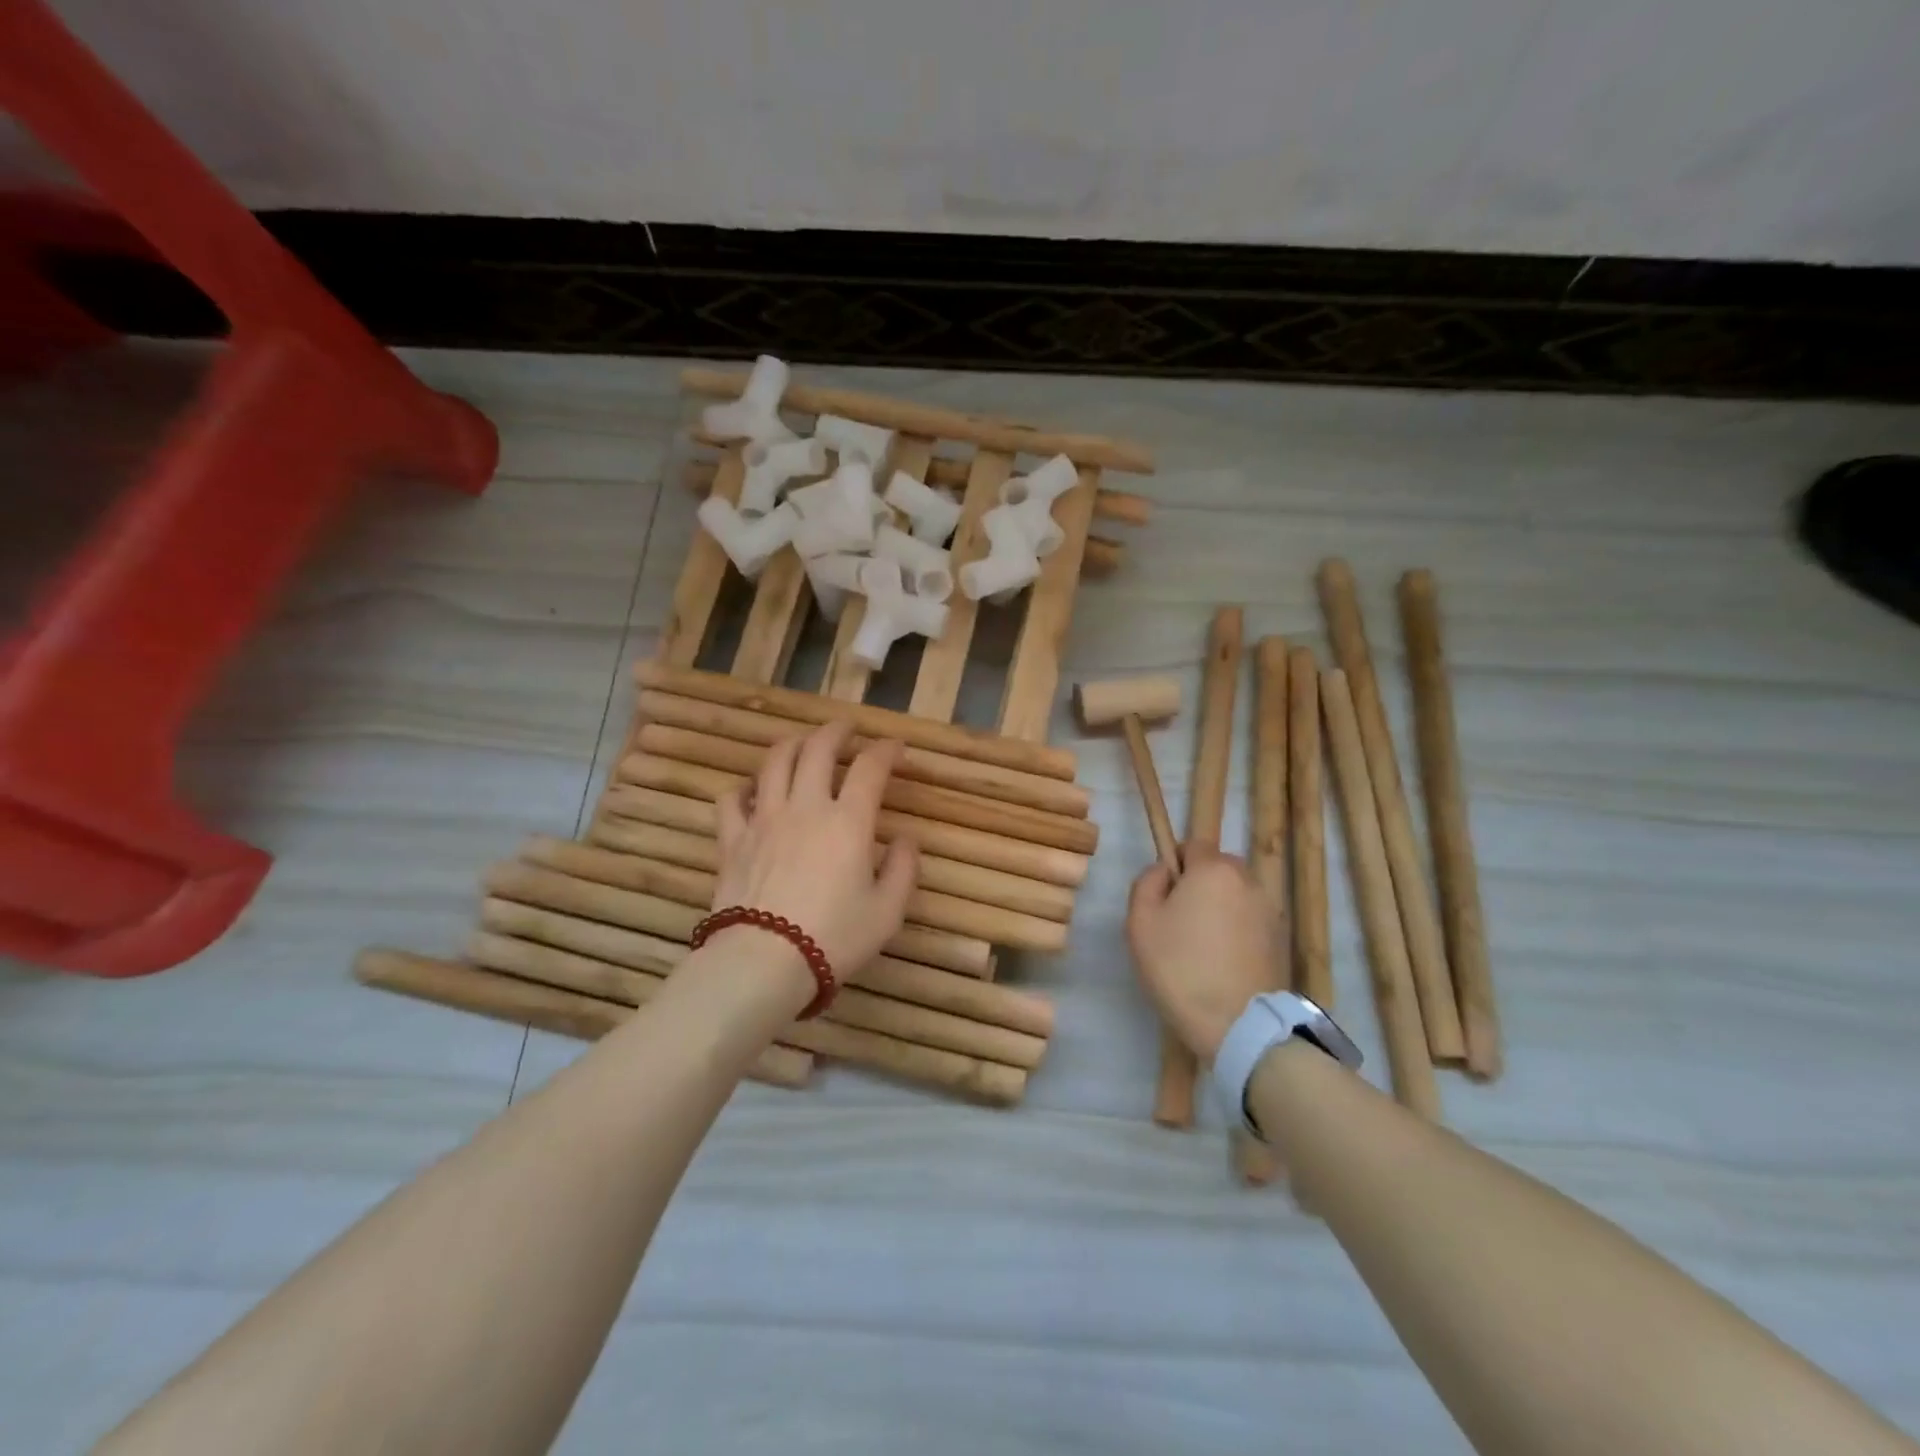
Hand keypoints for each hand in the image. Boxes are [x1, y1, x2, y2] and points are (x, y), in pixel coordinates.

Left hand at [713, 720, 917, 984]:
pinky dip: (744, 788)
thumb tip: (905, 840)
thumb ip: (902, 870)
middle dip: (836, 731)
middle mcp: (805, 807)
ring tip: (802, 744)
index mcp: (848, 821)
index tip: (896, 747)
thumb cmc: (834, 938)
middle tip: (846, 729)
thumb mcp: (887, 912)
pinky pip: (731, 799)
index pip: (870, 767)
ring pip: (774, 762)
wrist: (762, 963)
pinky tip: (752, 791)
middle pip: (817, 749)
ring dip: (792, 744)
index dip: (886, 749)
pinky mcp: (732, 840)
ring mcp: (763, 819)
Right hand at [1127, 843, 1285, 1061]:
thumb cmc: (1180, 968)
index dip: (1175, 864)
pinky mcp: (1281, 939)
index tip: (1163, 896)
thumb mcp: (1140, 922)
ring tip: (1202, 945)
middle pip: (1217, 868)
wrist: (1238, 1024)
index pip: (1193, 845)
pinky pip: (1249, 920)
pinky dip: (1236, 930)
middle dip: (1198, 884)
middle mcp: (1248, 881)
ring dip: (1219, 907)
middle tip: (1178, 922)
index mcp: (1214, 870)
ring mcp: (1270, 910)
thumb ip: (1146, 883)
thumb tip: (1163, 871)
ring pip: (1234, 895)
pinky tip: (1223, 961)